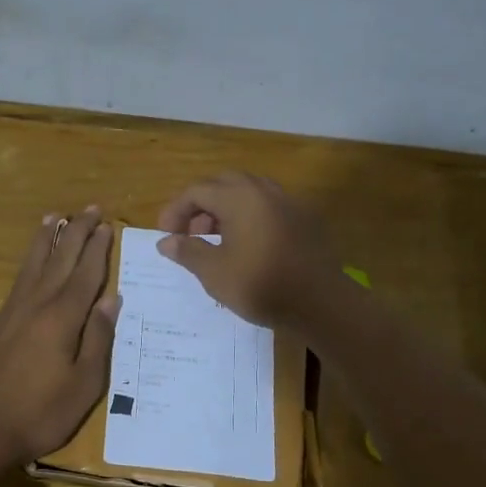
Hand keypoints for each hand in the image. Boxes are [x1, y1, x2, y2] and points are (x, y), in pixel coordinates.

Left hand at [0, 206, 120, 469]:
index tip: (107, 225)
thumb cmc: (41, 413)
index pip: (84, 275)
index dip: (97, 249)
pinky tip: (32, 261)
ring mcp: (13, 312)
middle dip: (76, 233)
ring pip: (33, 265)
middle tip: (90, 209)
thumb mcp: (84, 384)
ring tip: (54, 217)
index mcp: (62, 319)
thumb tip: (111, 298)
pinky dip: (29, 261)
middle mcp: (36, 305)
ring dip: (46, 239)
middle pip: (59, 260)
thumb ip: (98, 338)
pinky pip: (19, 280)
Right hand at [156, 172, 334, 327]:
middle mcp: (264, 191)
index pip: (197, 191)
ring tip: (216, 239)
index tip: (166, 235)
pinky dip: (249, 216)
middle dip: (201, 204)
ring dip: (226, 209)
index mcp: (239, 197)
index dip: (176, 210)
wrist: (320, 302)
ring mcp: (288, 203)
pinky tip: (246, 245)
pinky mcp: (304, 220)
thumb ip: (187, 251)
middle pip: (224, 184)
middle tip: (190, 232)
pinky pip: (268, 207)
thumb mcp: (214, 273)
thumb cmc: (260, 285)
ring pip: (248, 193)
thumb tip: (165, 241)